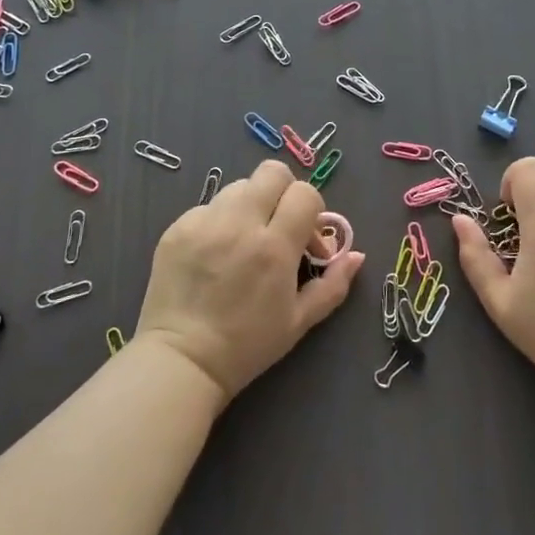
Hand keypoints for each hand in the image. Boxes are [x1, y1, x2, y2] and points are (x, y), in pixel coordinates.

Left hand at [136, 160, 363, 401]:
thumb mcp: (300, 321)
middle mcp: (240, 224)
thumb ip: (334, 284)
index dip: (312, 209)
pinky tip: (215, 253)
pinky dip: (220, 222)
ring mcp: (204, 222)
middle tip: (279, 224)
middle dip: (283, 192)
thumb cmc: (248, 345)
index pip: (304, 193)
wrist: (182, 361)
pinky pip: (208, 207)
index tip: (305, 237)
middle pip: (272, 173)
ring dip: (251, 205)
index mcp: (274, 247)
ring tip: (246, 239)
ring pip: (239, 186)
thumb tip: (357, 255)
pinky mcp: (177, 227)